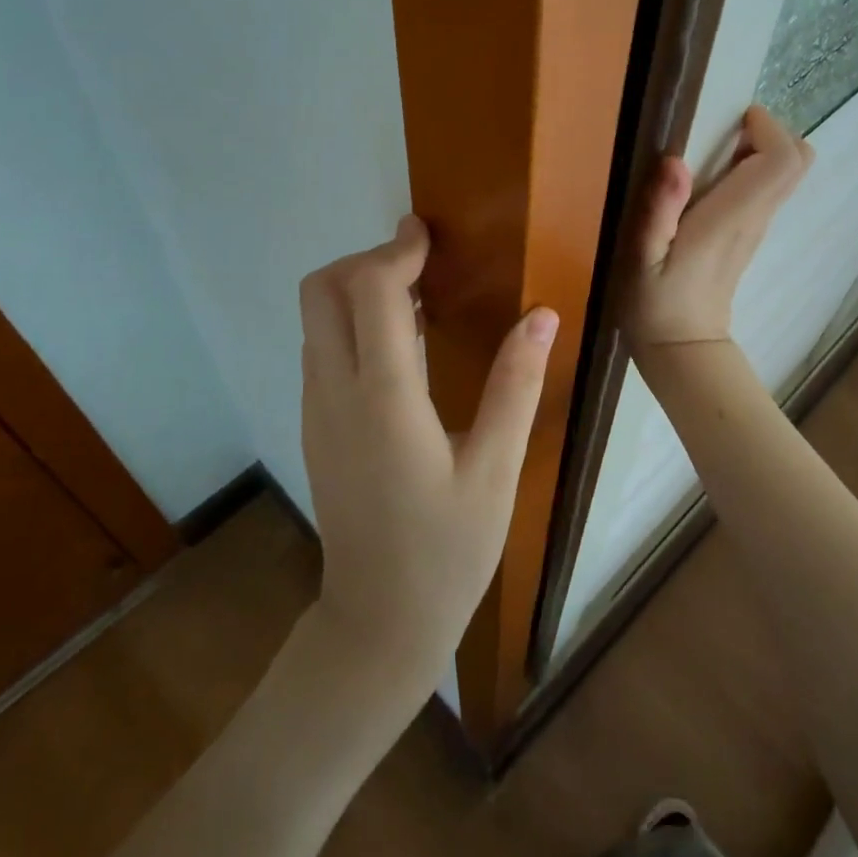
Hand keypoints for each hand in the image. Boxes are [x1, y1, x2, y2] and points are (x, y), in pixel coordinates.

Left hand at [297, 216, 557, 696]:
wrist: (376, 624)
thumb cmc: (446, 551)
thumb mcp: (496, 471)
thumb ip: (515, 385)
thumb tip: (541, 314)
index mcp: (384, 399)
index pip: (371, 290)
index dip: (397, 249)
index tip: (427, 232)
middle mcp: (336, 393)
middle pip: (321, 290)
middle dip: (367, 260)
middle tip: (421, 265)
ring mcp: (317, 409)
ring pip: (316, 318)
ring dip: (358, 289)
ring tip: (418, 295)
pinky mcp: (315, 424)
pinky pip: (322, 347)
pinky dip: (352, 321)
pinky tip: (400, 345)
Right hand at [626, 104, 813, 350]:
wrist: (681, 348)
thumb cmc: (655, 303)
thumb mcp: (642, 258)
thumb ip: (659, 211)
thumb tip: (675, 161)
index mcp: (732, 218)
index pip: (782, 160)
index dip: (768, 128)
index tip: (735, 117)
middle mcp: (755, 218)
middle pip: (797, 162)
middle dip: (770, 133)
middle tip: (726, 129)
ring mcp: (756, 228)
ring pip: (785, 174)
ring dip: (760, 149)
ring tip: (713, 148)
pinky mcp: (748, 234)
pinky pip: (767, 189)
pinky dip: (751, 169)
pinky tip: (710, 178)